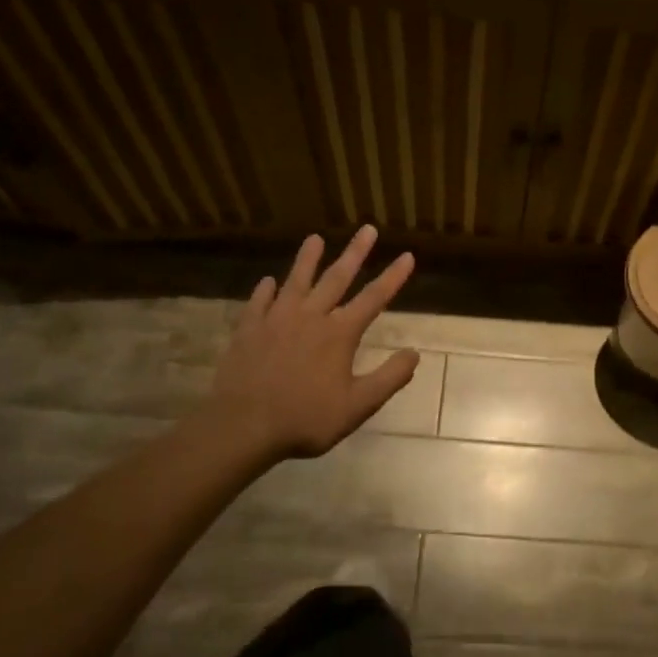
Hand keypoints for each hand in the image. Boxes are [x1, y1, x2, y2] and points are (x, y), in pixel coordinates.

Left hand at [187, 227, 418, 466]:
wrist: (243, 427)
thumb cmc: (306, 419)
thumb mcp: (358, 406)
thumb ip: (389, 378)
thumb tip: (414, 353)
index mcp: (339, 334)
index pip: (373, 298)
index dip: (392, 277)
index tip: (407, 255)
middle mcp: (310, 317)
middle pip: (336, 278)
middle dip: (355, 253)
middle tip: (366, 229)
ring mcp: (276, 321)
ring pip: (296, 282)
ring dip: (307, 259)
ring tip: (315, 238)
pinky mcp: (248, 331)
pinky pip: (259, 303)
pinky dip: (265, 290)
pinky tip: (268, 281)